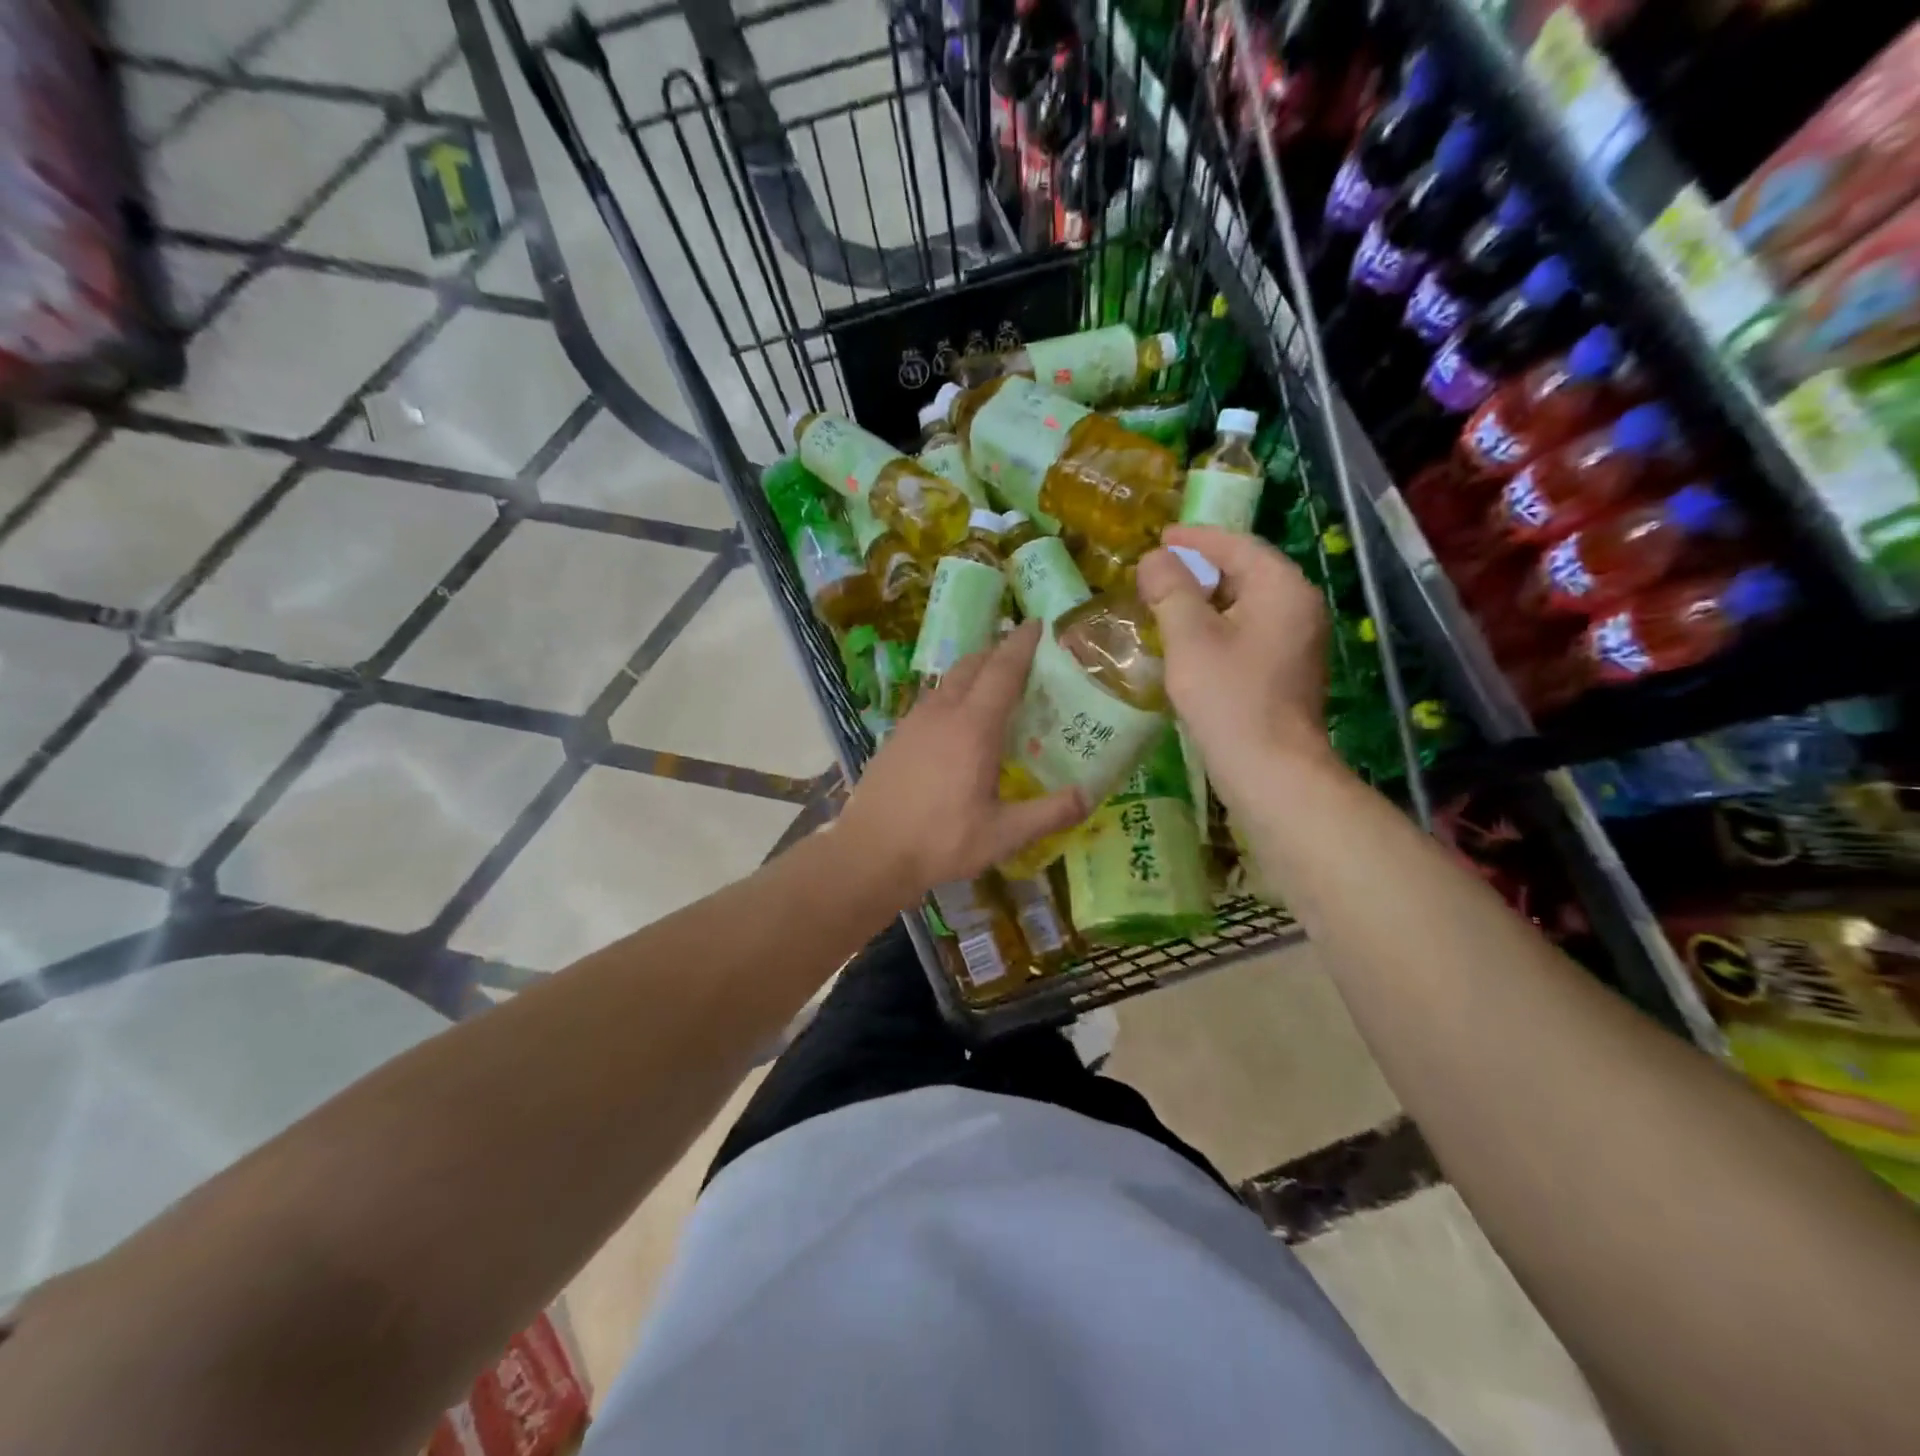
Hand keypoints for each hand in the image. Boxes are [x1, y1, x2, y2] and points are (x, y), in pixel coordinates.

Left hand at [836, 620, 1086, 896]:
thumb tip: (1090, 795)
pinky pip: (932, 700)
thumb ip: (1050, 813)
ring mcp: (914, 721)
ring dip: (974, 671)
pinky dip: (953, 693)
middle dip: (999, 651)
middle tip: (1024, 655)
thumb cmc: (939, 842)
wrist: (870, 852)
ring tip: (995, 684)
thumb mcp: (1003, 835)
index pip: (1003, 670)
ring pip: (949, 681)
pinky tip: (958, 720)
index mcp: (973, 728)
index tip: (1038, 624)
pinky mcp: (897, 735)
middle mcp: (943, 713)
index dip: (1022, 644)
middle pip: (973, 665)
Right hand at [1135, 524, 1332, 792]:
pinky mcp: (1288, 670)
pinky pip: (1250, 632)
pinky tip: (1189, 642)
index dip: (1196, 539)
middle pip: (1246, 572)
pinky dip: (1218, 627)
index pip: (1238, 546)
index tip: (1160, 537)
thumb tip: (1155, 559)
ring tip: (1166, 602)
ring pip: (1246, 605)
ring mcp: (1298, 641)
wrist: (1271, 771)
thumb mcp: (1190, 638)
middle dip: (1200, 569)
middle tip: (1157, 571)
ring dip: (1206, 601)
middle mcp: (1299, 607)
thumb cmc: (1229, 698)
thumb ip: (1171, 590)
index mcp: (1282, 589)